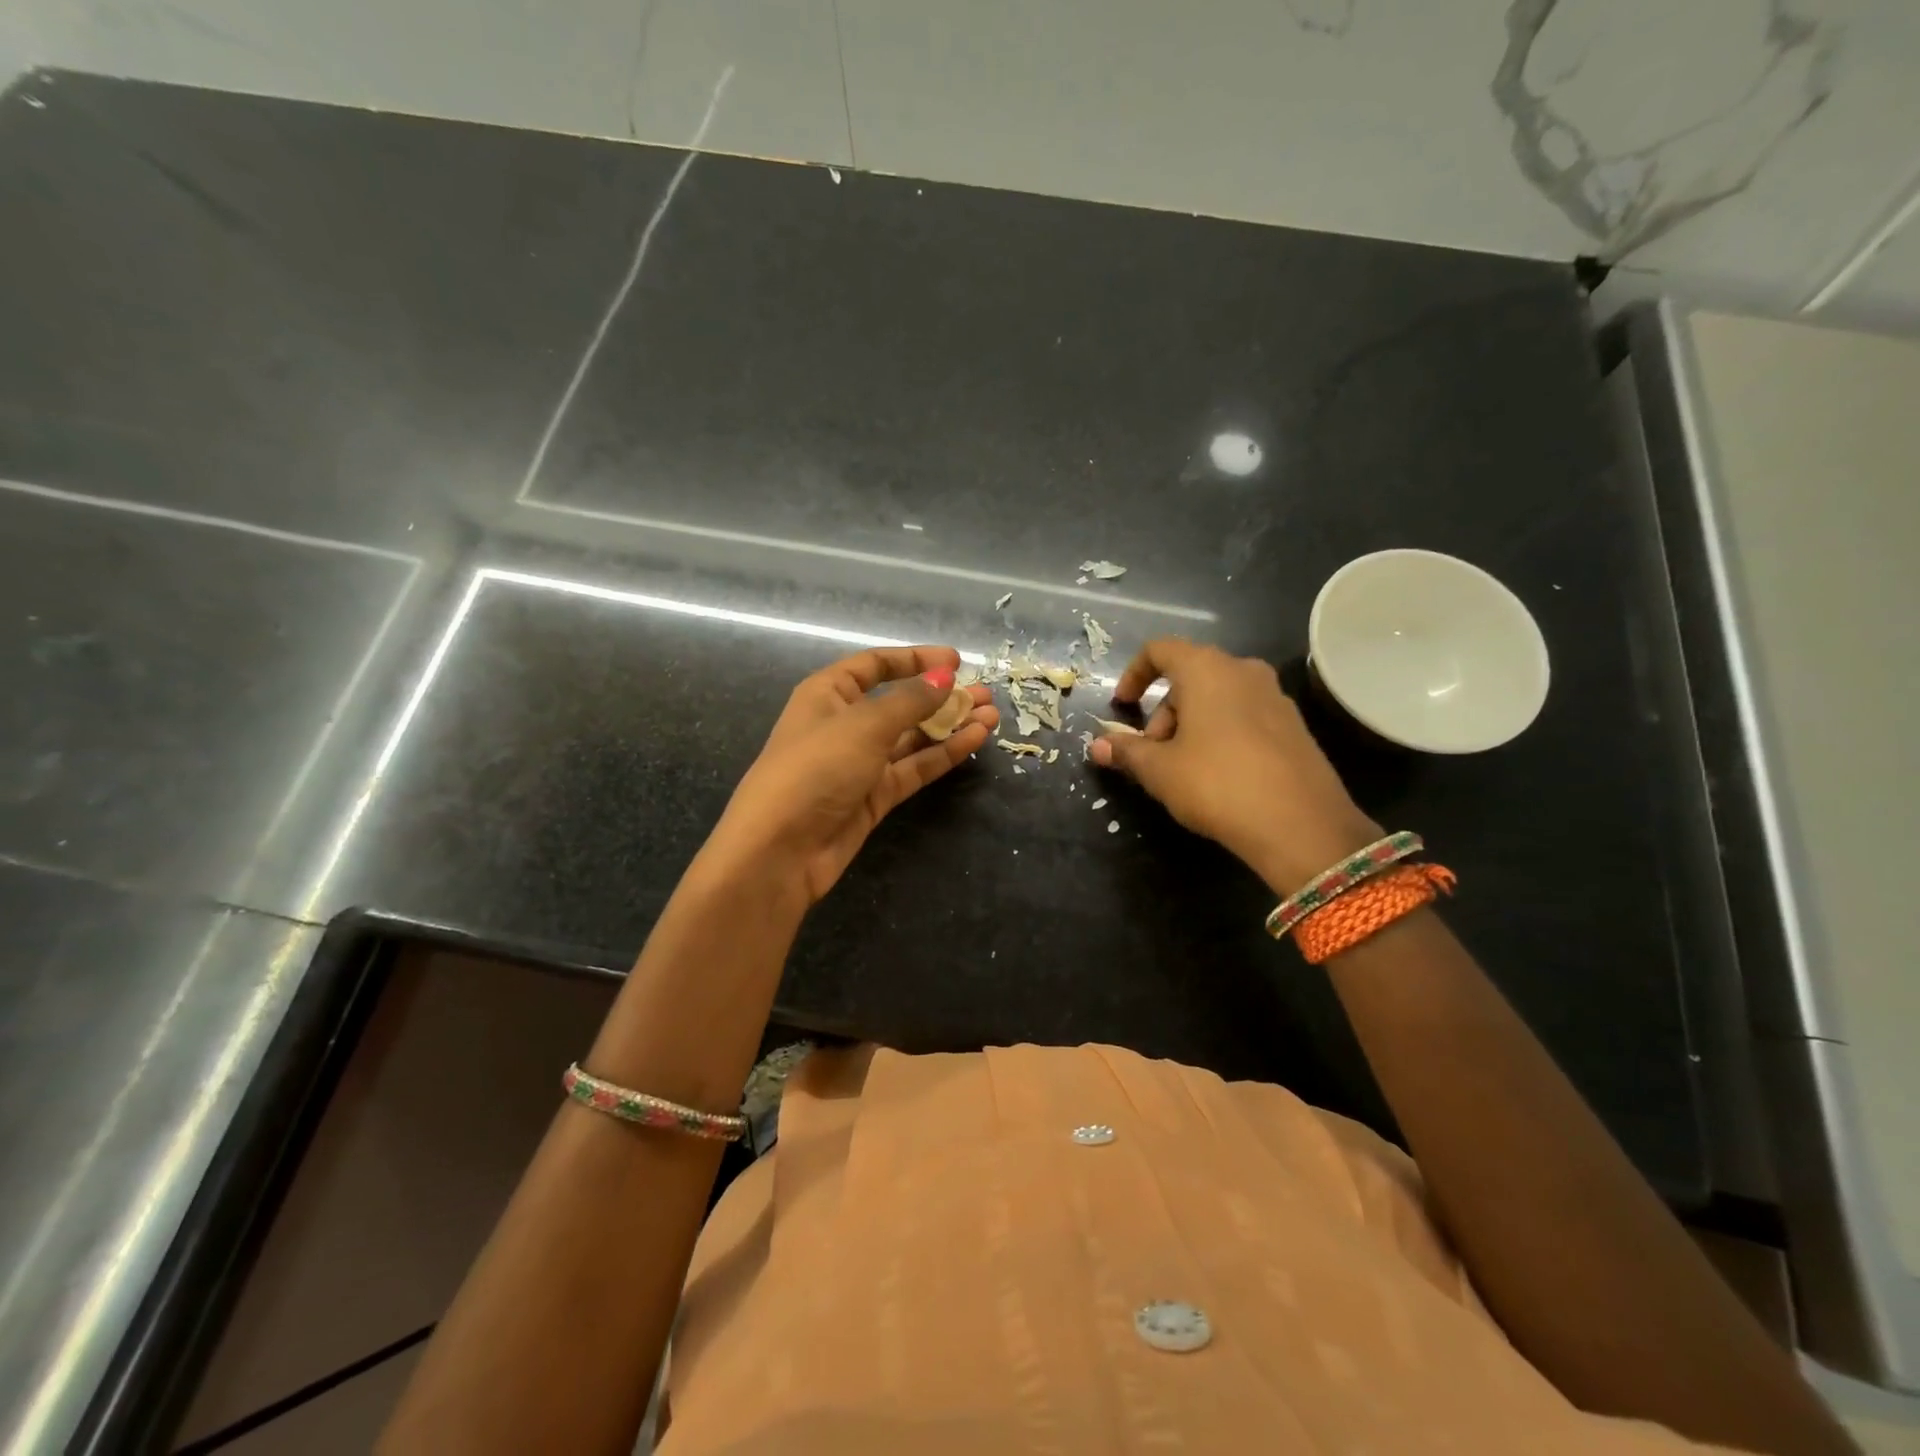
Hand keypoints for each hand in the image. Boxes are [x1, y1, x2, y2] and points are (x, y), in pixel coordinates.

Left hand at [702, 646, 996, 904]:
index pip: (874, 665)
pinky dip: (942, 754)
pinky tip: (974, 741)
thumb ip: (910, 700)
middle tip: (984, 694)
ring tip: (990, 716)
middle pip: (899, 702)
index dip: (914, 660)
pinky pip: (913, 767)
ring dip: (950, 725)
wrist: (781, 849)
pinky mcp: (874, 796)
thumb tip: (945, 677)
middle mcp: (844, 724)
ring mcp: (860, 762)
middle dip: (942, 696)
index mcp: (828, 694)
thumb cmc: (816, 769)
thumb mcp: (864, 725)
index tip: (956, 661)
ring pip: (912, 737)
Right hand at [1089, 639, 1379, 894]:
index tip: (1122, 707)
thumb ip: (1126, 751)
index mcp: (1206, 669)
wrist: (1301, 825)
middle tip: (1153, 754)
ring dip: (1191, 724)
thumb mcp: (1159, 770)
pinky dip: (1221, 733)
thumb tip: (1096, 745)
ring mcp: (1274, 696)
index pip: (1159, 650)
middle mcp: (1243, 671)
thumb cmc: (1216, 783)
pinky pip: (1244, 715)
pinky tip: (1219, 775)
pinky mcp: (1294, 725)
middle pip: (1189, 676)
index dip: (1133, 675)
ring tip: (1183, 769)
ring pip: (1218, 697)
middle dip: (1162, 712)